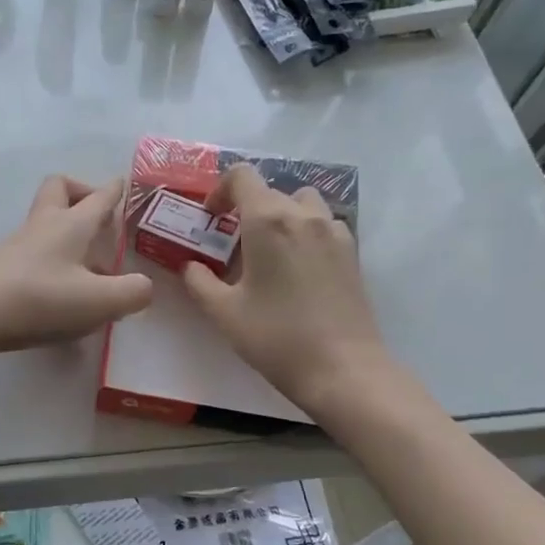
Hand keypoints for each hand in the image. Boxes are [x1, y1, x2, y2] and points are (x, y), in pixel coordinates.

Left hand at [0, 176, 153, 356]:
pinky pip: (35, 251)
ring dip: (69, 233)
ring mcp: (19, 245)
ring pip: (46, 221)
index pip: (99, 196)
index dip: (116, 190)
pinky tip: (64, 295)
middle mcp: (43, 226)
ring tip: (91, 270)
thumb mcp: (100, 301)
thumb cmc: (41, 300)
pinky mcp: (4, 267)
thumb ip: (132, 292)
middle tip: (100, 220)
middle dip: (81, 193)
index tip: (126, 185)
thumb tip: (143, 286)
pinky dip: (55, 261)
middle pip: (59, 189)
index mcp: (70, 224)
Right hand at [182, 163, 386, 414]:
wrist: (342, 369)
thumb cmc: (275, 337)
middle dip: (247, 209)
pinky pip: (324, 225)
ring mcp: (334, 231)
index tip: (211, 218)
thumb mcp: (224, 313)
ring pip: (303, 203)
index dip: (220, 190)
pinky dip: (306, 233)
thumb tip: (191, 266)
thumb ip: (199, 282)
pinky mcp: (352, 253)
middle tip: (234, 245)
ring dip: (281, 215)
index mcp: (268, 220)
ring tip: (269, 252)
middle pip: (271, 190)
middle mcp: (304, 215)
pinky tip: (298, 268)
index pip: (242, 176)